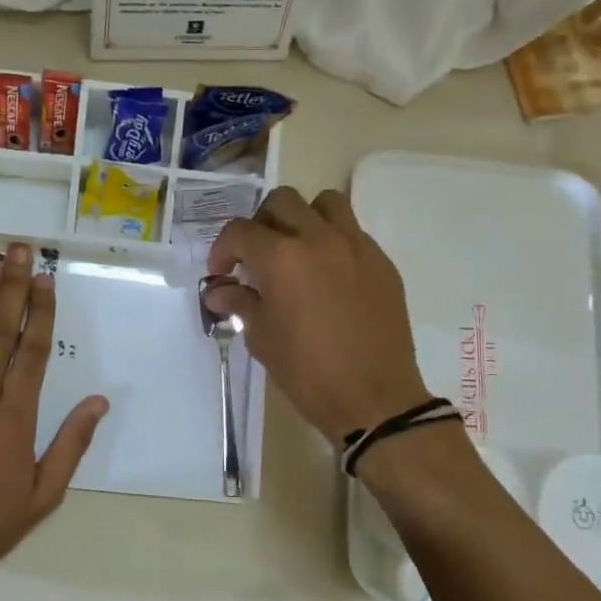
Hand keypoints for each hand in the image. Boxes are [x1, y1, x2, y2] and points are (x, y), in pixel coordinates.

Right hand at [205, 187, 430, 442]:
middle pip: (282, 202)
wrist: (373, 398)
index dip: (222, 250)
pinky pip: (353, 232)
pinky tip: (328, 277)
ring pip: (325, 203)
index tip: (221, 274)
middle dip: (260, 224)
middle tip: (256, 257)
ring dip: (303, 218)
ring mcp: (356, 246)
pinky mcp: (381, 262)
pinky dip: (333, 241)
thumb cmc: (307, 371)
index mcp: (282, 257)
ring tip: (296, 250)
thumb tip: (219, 291)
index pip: (240, 232)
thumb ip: (240, 303)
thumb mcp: (262, 338)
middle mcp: (319, 239)